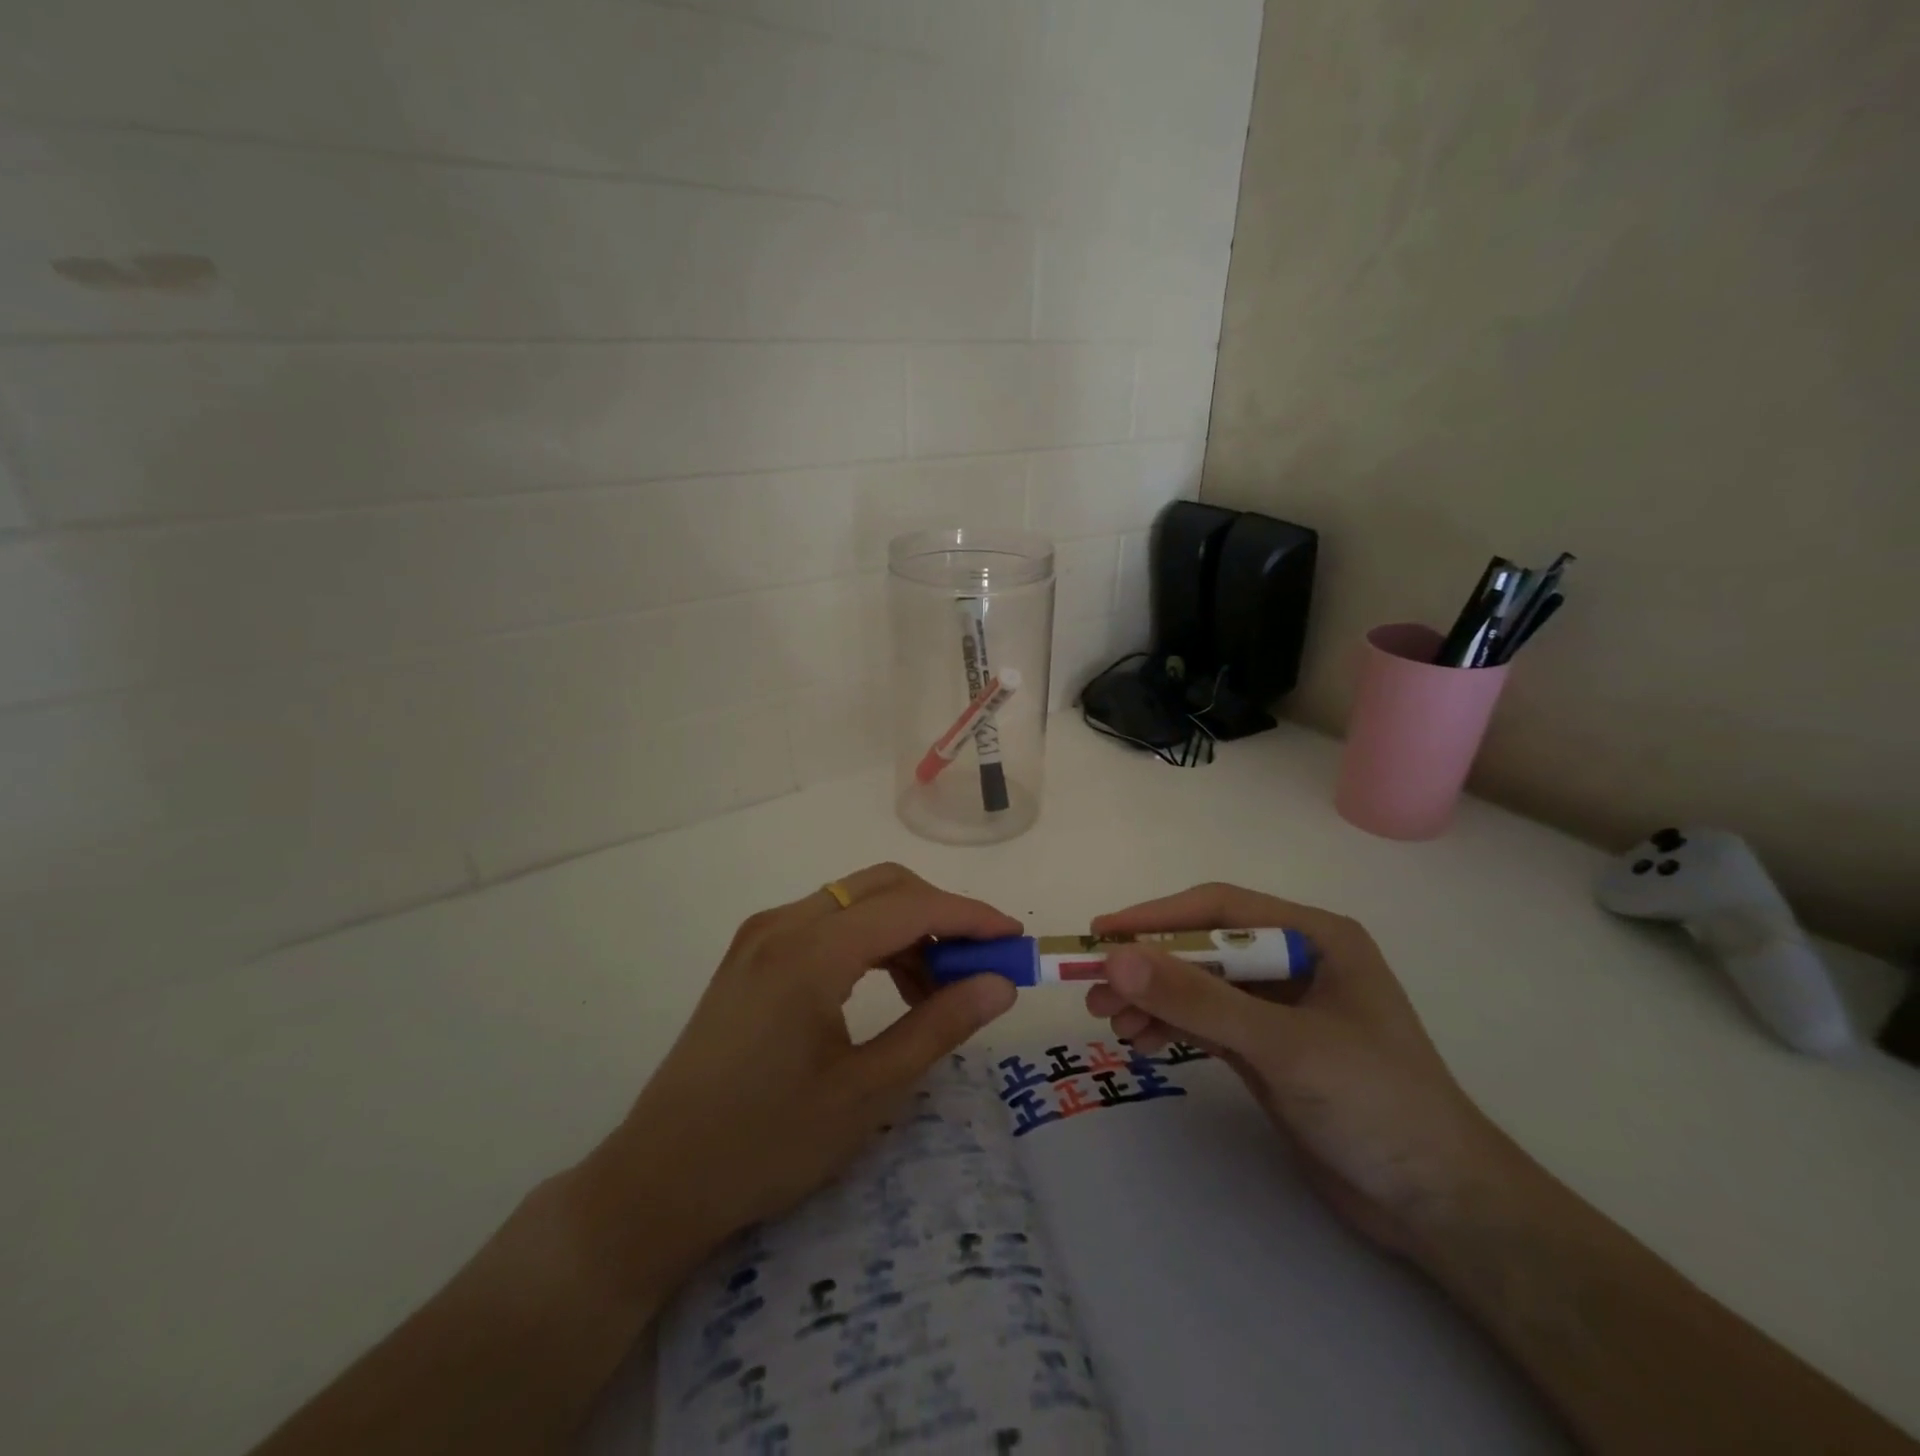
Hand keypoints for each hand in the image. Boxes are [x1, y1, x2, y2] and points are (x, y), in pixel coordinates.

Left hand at [575, 863, 1018, 1293]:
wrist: (656, 1182)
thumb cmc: (767, 1144)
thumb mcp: (867, 1091)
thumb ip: (939, 1026)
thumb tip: (1000, 984)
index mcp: (810, 951)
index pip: (910, 907)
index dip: (970, 917)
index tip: (1015, 941)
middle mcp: (783, 924)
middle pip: (883, 886)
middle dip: (940, 915)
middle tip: (978, 967)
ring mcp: (761, 936)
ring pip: (855, 902)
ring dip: (906, 930)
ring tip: (936, 992)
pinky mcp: (751, 955)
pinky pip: (827, 923)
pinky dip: (870, 942)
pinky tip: (888, 989)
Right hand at [1086, 884, 1518, 1257]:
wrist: (1439, 1207)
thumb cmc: (1375, 1104)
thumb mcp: (1282, 1046)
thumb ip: (1198, 1001)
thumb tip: (1116, 960)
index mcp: (1313, 937)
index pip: (1220, 911)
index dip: (1157, 917)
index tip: (1102, 932)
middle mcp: (1294, 961)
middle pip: (1203, 949)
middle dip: (1149, 968)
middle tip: (1094, 989)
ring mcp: (1279, 1007)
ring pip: (1199, 987)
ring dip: (1153, 999)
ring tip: (1108, 1021)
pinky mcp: (1267, 1048)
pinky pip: (1206, 1022)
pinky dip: (1171, 1027)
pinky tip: (1140, 1041)